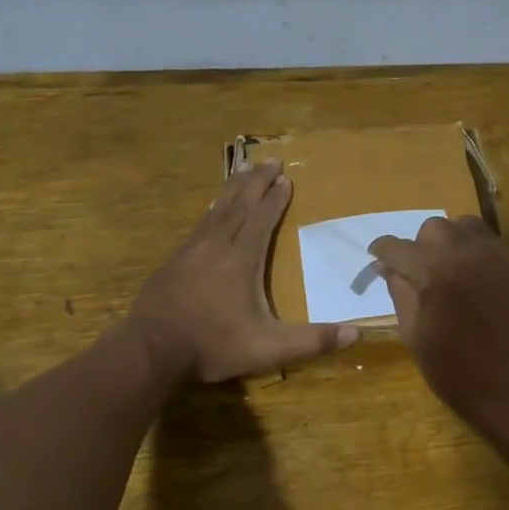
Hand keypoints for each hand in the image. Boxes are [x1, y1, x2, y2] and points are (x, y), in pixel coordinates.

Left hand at [129, 161, 356, 381]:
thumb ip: (312, 341)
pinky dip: (211, 209)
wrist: (151, 349)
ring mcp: (191, 250)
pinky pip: (198, 224)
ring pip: (216, 209)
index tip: (287, 178)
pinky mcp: (173, 261)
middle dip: (257, 181)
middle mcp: (217, 245)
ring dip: (232, 188)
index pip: (263, 219)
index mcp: (242, 259)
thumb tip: (356, 336)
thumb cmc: (214, 345)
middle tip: (270, 159)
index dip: (276, 198)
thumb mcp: (269, 348)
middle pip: (239, 204)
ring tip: (242, 169)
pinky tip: (210, 209)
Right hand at [367, 216, 508, 431]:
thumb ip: (400, 293)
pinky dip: (476, 254)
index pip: (399, 248)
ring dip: (450, 242)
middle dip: (419, 246)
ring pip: (466, 227)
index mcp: (436, 273)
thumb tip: (387, 267)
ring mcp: (500, 257)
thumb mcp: (415, 335)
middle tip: (418, 272)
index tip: (377, 256)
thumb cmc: (456, 373)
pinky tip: (476, 282)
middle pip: (434, 229)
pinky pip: (492, 244)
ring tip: (449, 269)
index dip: (383, 251)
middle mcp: (469, 254)